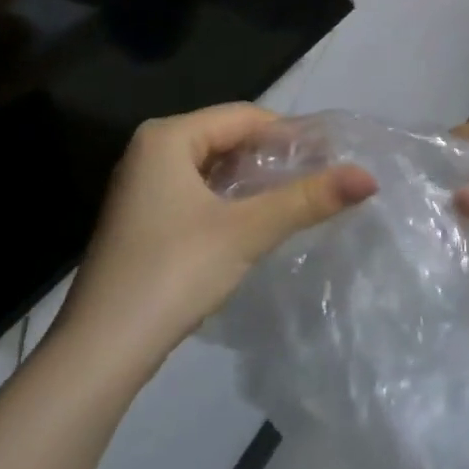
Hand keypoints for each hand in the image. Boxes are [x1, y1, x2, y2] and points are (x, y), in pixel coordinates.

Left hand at [57, 104, 376, 369]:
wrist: (100, 352)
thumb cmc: (173, 273)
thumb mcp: (247, 231)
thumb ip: (307, 200)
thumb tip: (368, 177)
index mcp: (168, 136)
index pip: (244, 116)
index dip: (290, 134)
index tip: (330, 157)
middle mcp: (150, 149)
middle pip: (227, 138)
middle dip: (272, 159)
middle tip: (319, 180)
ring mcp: (141, 185)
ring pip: (212, 167)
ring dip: (251, 182)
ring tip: (296, 201)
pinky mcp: (141, 218)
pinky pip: (195, 191)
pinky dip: (227, 201)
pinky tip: (253, 224)